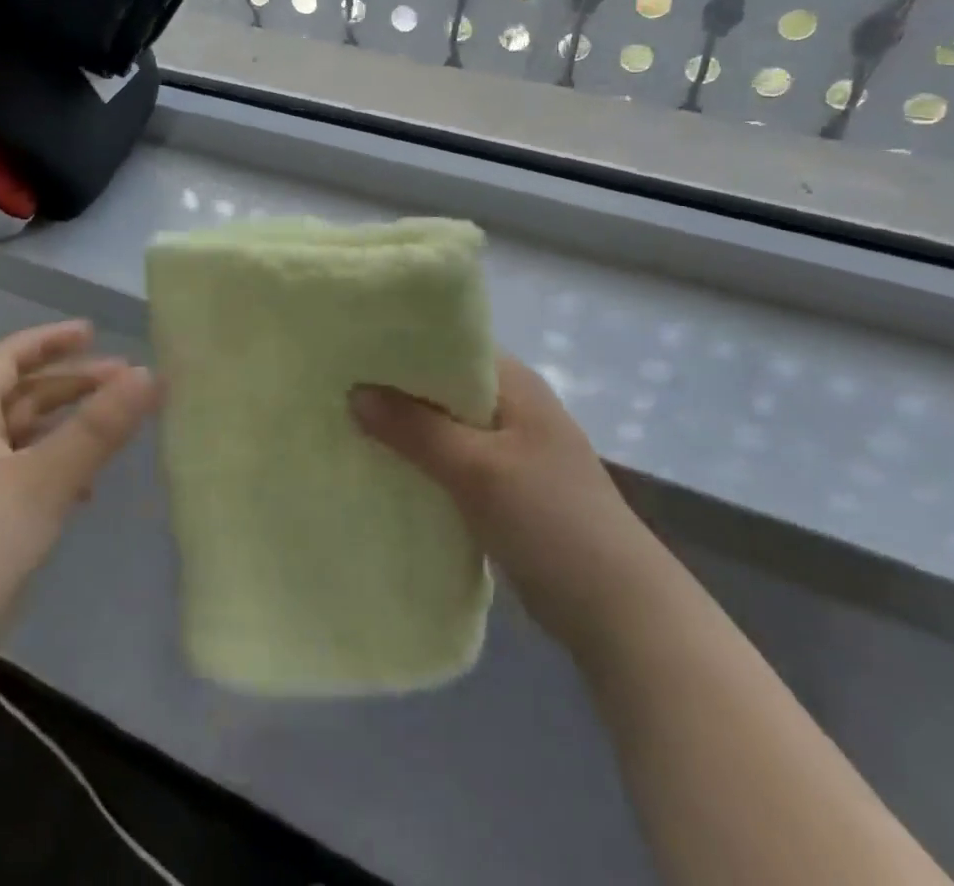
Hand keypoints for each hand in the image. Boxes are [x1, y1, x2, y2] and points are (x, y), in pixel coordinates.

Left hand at [0, 320, 161, 710]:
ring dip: (69, 425)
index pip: (4, 360)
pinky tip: (88, 489)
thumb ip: (98, 428)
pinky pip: (31, 481)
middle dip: (71, 383)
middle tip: (124, 380)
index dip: (46, 341)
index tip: (91, 333)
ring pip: (29, 441)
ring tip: (116, 426)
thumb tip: (149, 373)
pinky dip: (62, 470)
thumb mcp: (42, 480)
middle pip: (21, 399)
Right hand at [351, 355, 655, 651]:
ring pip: (443, 425)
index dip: (402, 343)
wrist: (616, 609)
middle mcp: (511, 405)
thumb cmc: (550, 518)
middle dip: (395, 387)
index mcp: (514, 383)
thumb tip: (354, 393)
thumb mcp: (477, 468)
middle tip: (338, 385)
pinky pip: (451, 460)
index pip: (449, 343)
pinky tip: (382, 466)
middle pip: (442, 385)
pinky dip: (421, 460)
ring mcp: (509, 448)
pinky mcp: (503, 487)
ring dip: (405, 427)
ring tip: (347, 421)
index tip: (351, 347)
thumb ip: (415, 428)